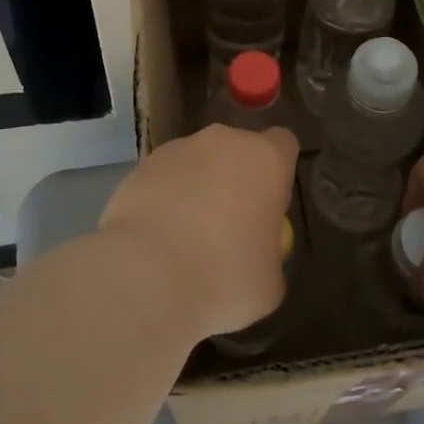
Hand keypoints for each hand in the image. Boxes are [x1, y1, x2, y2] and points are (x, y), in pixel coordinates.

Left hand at [98, 125, 298, 340]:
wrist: (146, 278)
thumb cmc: (224, 278)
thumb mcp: (270, 282)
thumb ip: (270, 254)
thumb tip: (257, 256)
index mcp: (265, 160)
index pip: (283, 144)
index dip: (279, 174)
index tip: (270, 208)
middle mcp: (222, 141)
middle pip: (237, 152)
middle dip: (235, 181)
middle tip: (228, 229)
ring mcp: (177, 149)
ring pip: (197, 163)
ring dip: (197, 190)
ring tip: (184, 240)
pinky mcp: (140, 166)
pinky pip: (163, 180)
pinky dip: (164, 201)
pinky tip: (156, 240)